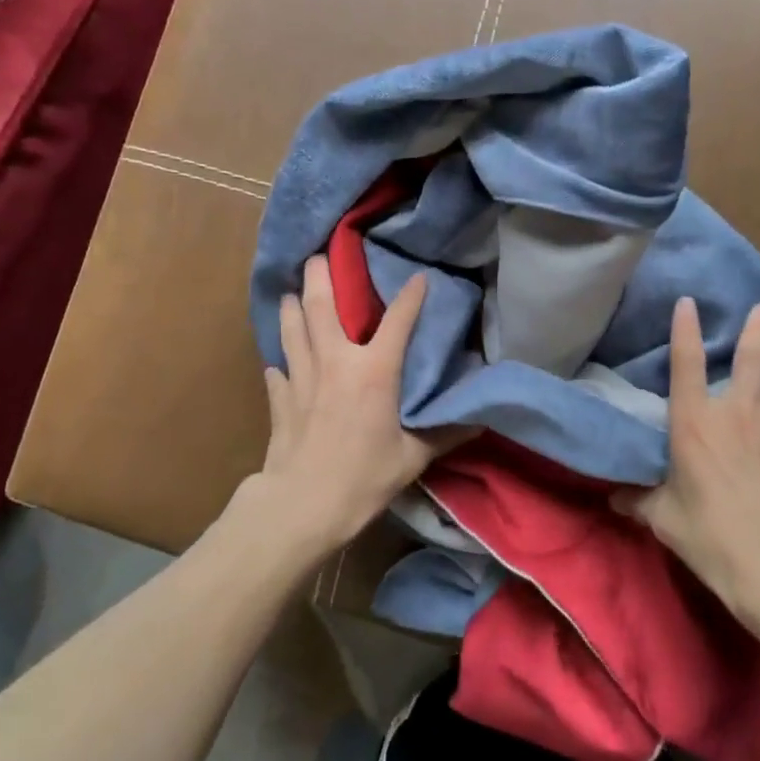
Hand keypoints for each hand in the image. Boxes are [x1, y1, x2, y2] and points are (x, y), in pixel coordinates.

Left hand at [239, 255, 466, 557]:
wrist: (303, 505)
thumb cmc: (364, 477)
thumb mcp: (413, 457)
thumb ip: (446, 433)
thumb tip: (481, 420)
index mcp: (374, 370)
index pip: (397, 320)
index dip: (411, 296)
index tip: (419, 277)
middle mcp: (335, 361)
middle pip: (321, 306)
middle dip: (320, 275)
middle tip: (319, 255)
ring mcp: (301, 377)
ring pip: (292, 328)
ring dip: (292, 306)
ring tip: (293, 292)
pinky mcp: (280, 398)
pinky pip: (278, 369)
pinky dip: (281, 360)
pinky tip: (280, 361)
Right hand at [621, 298, 759, 615]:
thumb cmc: (711, 537)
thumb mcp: (664, 519)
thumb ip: (639, 501)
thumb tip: (612, 498)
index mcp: (694, 423)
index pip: (685, 364)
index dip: (685, 330)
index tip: (688, 302)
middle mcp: (736, 413)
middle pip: (747, 360)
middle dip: (754, 330)